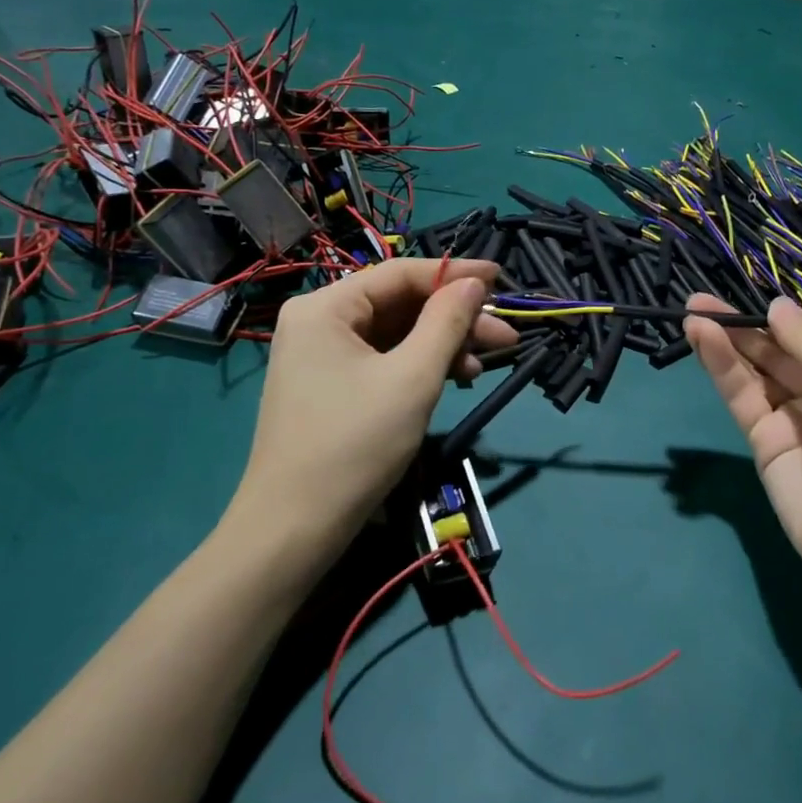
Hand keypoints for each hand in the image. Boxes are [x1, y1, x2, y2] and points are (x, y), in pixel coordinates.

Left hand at [230, 260, 516, 567]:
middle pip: (399, 304)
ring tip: (483, 365)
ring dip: (442, 344)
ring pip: (395, 333)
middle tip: (506, 336)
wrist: (295, 529)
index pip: (400, 273)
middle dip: (454, 319)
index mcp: (326, 307)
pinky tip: (453, 378)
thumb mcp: (412, 378)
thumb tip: (474, 283)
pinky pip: (383, 359)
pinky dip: (419, 365)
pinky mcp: (330, 386)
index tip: (502, 278)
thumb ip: (447, 322)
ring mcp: (322, 355)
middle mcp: (318, 321)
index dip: (455, 274)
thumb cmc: (355, 445)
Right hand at [684, 295, 801, 601]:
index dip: (790, 318)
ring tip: (692, 309)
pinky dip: (721, 367)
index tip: (760, 298)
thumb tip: (776, 305)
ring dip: (726, 340)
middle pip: (781, 350)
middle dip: (746, 325)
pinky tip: (701, 337)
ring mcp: (794, 420)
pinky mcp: (764, 444)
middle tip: (701, 298)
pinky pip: (742, 397)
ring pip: (756, 371)